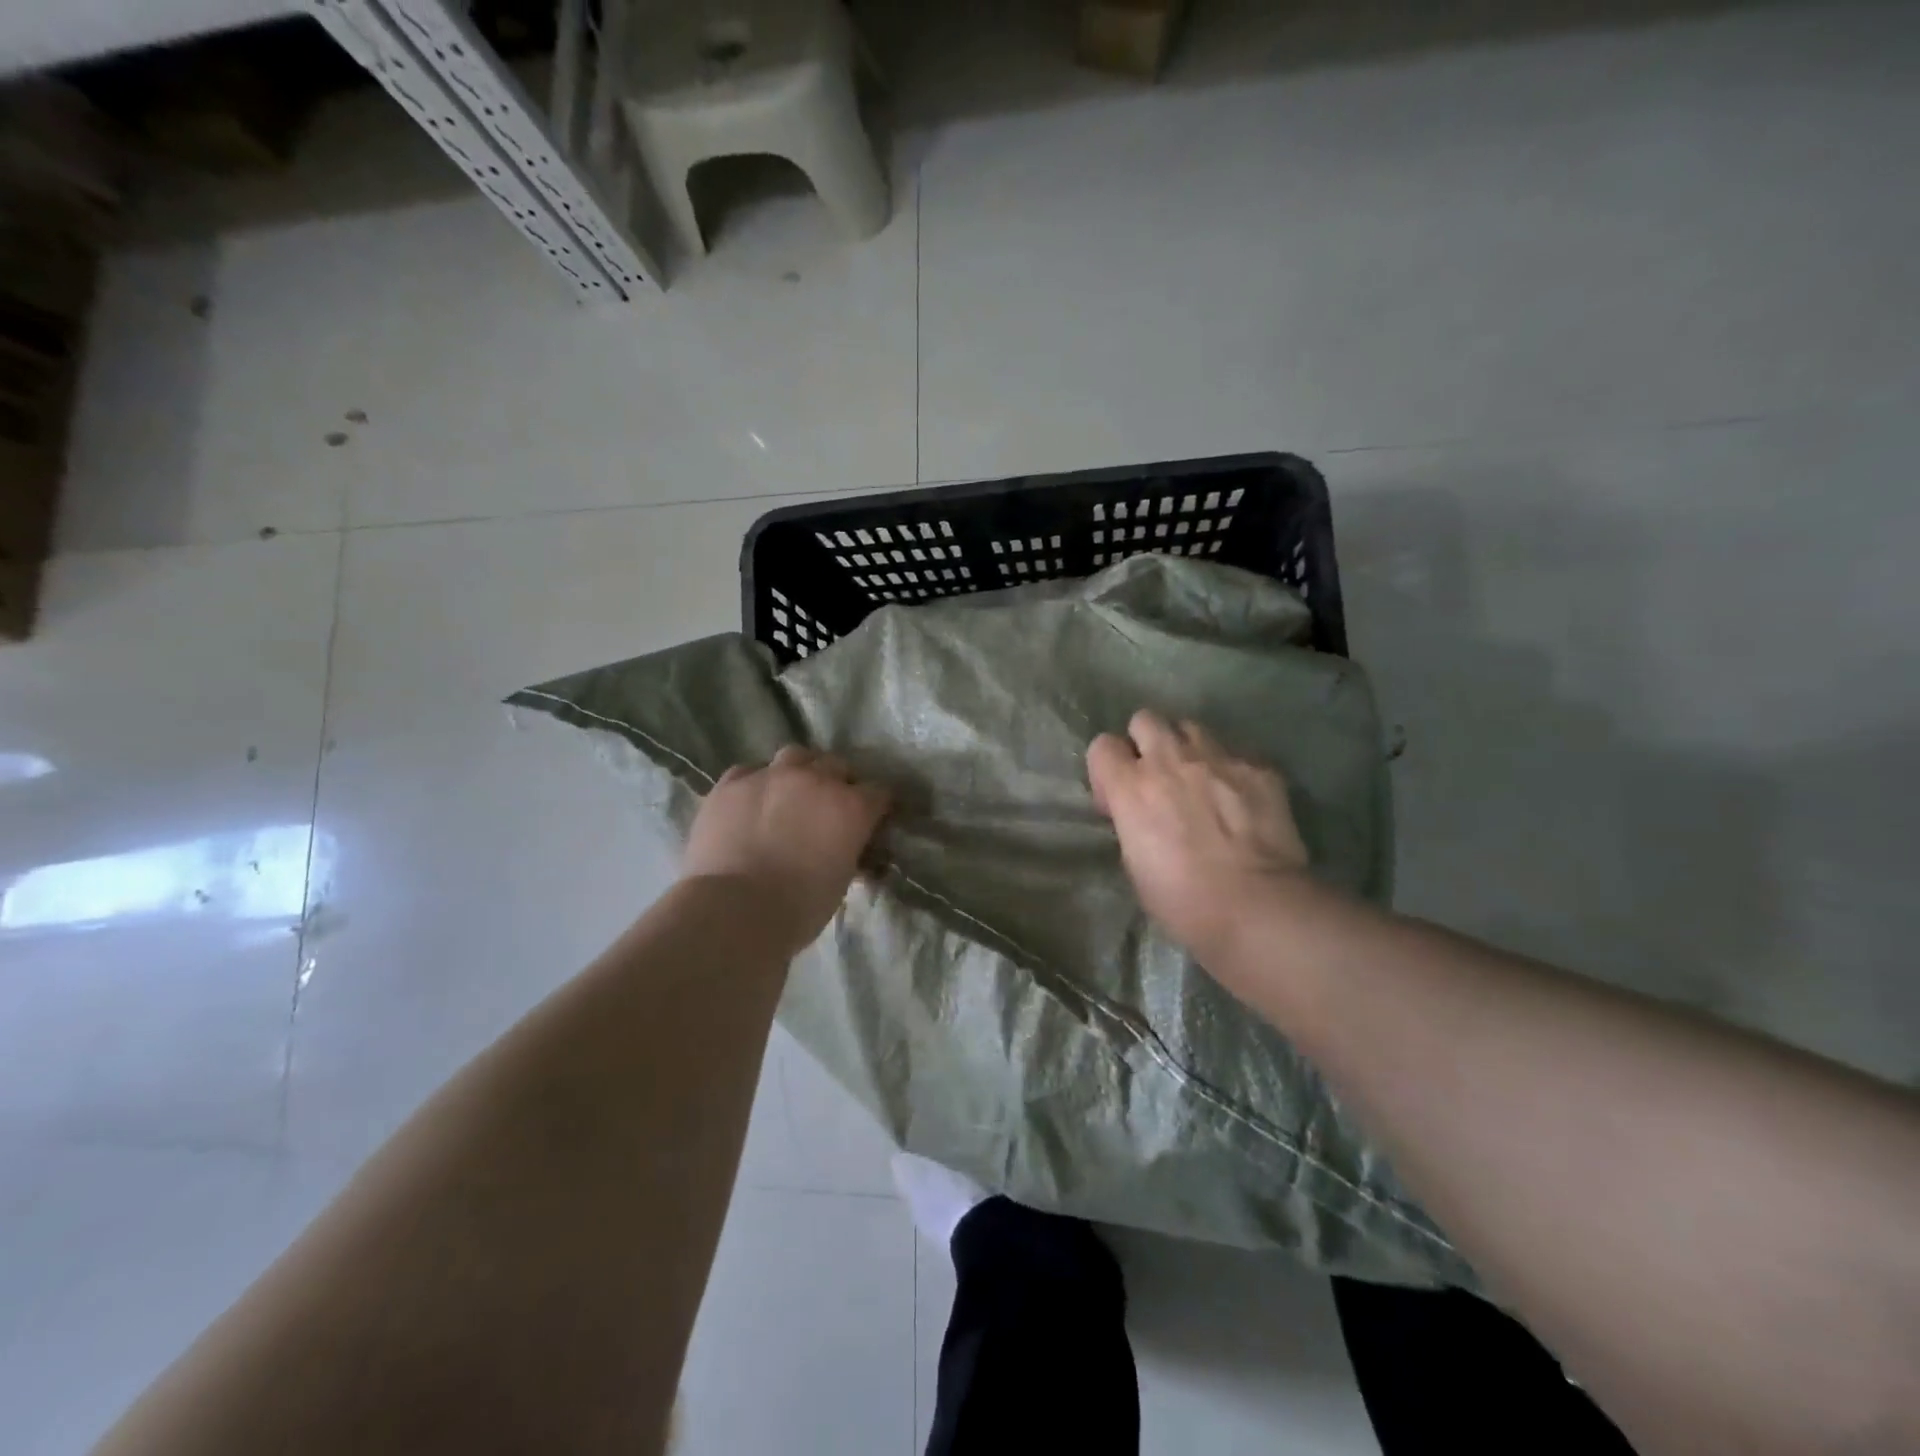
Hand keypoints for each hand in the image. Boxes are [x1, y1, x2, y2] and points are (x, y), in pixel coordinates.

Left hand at [683, 746, 891, 952]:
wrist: (733, 910)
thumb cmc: (798, 908)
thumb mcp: (841, 881)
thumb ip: (849, 851)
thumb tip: (847, 847)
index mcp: (851, 807)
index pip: (879, 792)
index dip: (875, 806)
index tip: (870, 820)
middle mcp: (815, 780)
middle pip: (837, 765)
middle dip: (837, 783)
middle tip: (827, 808)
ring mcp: (771, 776)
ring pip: (795, 756)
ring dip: (799, 771)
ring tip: (789, 794)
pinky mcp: (731, 783)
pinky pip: (749, 771)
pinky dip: (755, 784)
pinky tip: (749, 804)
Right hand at [1087, 710, 1308, 962]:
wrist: (1257, 905)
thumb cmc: (1184, 900)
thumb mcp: (1135, 864)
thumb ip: (1133, 822)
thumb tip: (1142, 815)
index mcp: (1131, 787)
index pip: (1103, 745)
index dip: (1108, 769)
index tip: (1119, 799)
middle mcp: (1171, 760)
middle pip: (1146, 719)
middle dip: (1146, 742)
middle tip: (1159, 777)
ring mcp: (1219, 758)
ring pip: (1192, 727)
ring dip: (1188, 749)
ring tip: (1201, 781)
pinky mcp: (1259, 768)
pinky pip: (1236, 753)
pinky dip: (1231, 770)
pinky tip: (1241, 799)